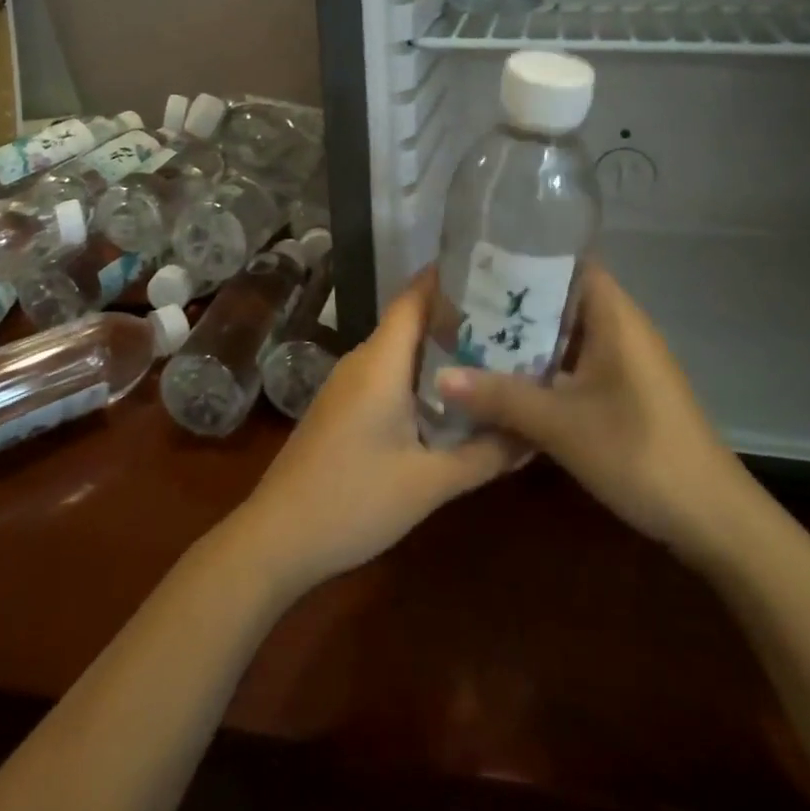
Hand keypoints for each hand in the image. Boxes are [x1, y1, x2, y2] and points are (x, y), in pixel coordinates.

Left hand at [226, 271, 517, 597]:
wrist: (276, 540)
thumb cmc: (353, 501)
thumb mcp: (429, 483)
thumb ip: (484, 455)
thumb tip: (534, 433)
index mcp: (380, 361)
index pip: (415, 297)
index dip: (450, 277)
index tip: (494, 270)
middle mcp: (362, 361)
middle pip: (412, 322)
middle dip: (459, 318)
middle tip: (512, 321)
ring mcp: (348, 385)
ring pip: (401, 352)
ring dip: (441, 352)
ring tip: (494, 357)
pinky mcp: (343, 408)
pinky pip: (388, 376)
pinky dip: (422, 378)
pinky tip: (451, 401)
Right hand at [434, 262, 752, 555]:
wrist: (714, 519)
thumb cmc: (640, 452)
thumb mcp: (562, 425)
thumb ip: (500, 397)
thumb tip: (440, 376)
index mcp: (614, 316)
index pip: (568, 262)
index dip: (525, 257)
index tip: (477, 263)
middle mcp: (621, 328)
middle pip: (561, 298)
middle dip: (514, 304)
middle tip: (460, 306)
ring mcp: (625, 362)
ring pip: (566, 336)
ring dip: (526, 341)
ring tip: (471, 340)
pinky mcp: (625, 392)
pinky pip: (576, 365)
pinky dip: (544, 369)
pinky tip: (507, 385)